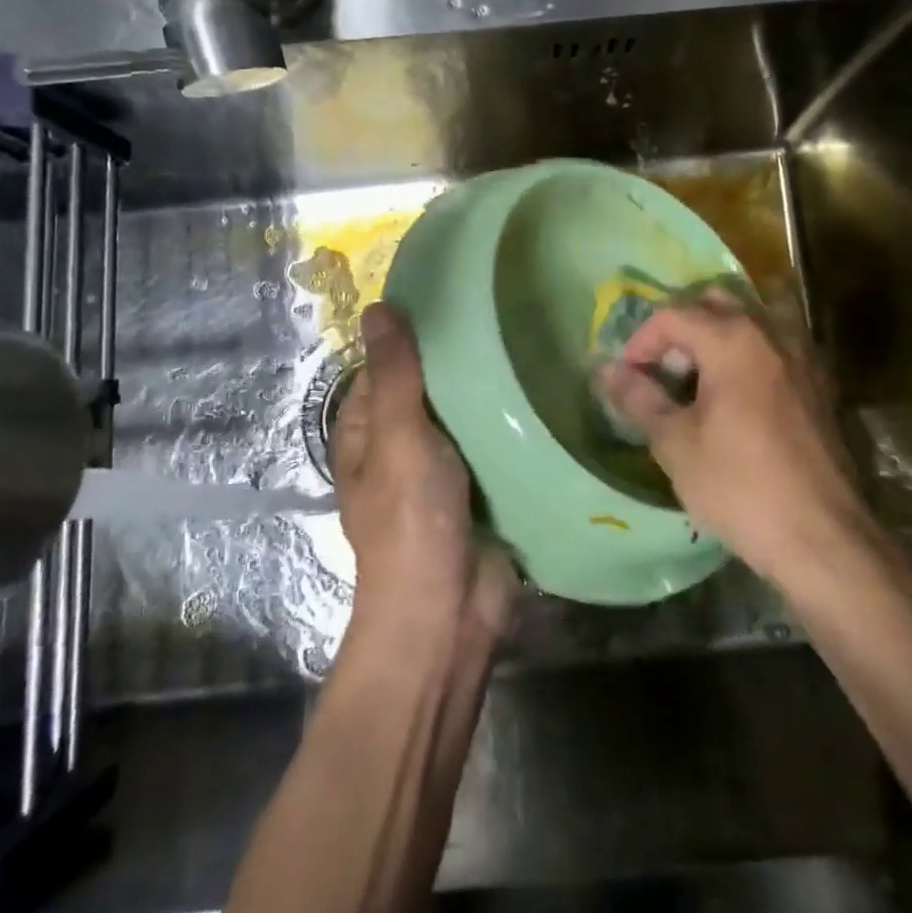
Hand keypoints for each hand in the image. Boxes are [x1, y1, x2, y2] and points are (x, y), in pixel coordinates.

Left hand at [332, 302, 516, 648]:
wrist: (447, 614)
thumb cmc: (410, 522)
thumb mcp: (398, 438)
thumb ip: (394, 375)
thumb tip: (377, 308)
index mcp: (367, 432)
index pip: (386, 365)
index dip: (413, 334)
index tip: (457, 298)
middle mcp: (401, 445)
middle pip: (430, 388)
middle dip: (460, 360)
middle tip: (506, 313)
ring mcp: (443, 469)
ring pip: (466, 415)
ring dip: (490, 390)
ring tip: (533, 338)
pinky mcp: (482, 488)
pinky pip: (494, 443)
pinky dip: (511, 422)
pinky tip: (544, 390)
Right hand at [594, 291, 887, 586]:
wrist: (823, 538)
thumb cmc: (740, 486)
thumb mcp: (675, 444)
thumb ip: (640, 398)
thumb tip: (607, 371)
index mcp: (733, 339)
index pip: (674, 315)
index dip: (641, 341)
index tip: (628, 377)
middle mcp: (771, 333)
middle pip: (716, 303)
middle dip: (682, 328)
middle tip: (663, 370)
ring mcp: (802, 357)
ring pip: (751, 321)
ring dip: (717, 337)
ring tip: (697, 381)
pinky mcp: (820, 385)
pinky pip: (775, 348)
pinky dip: (748, 356)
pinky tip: (736, 399)